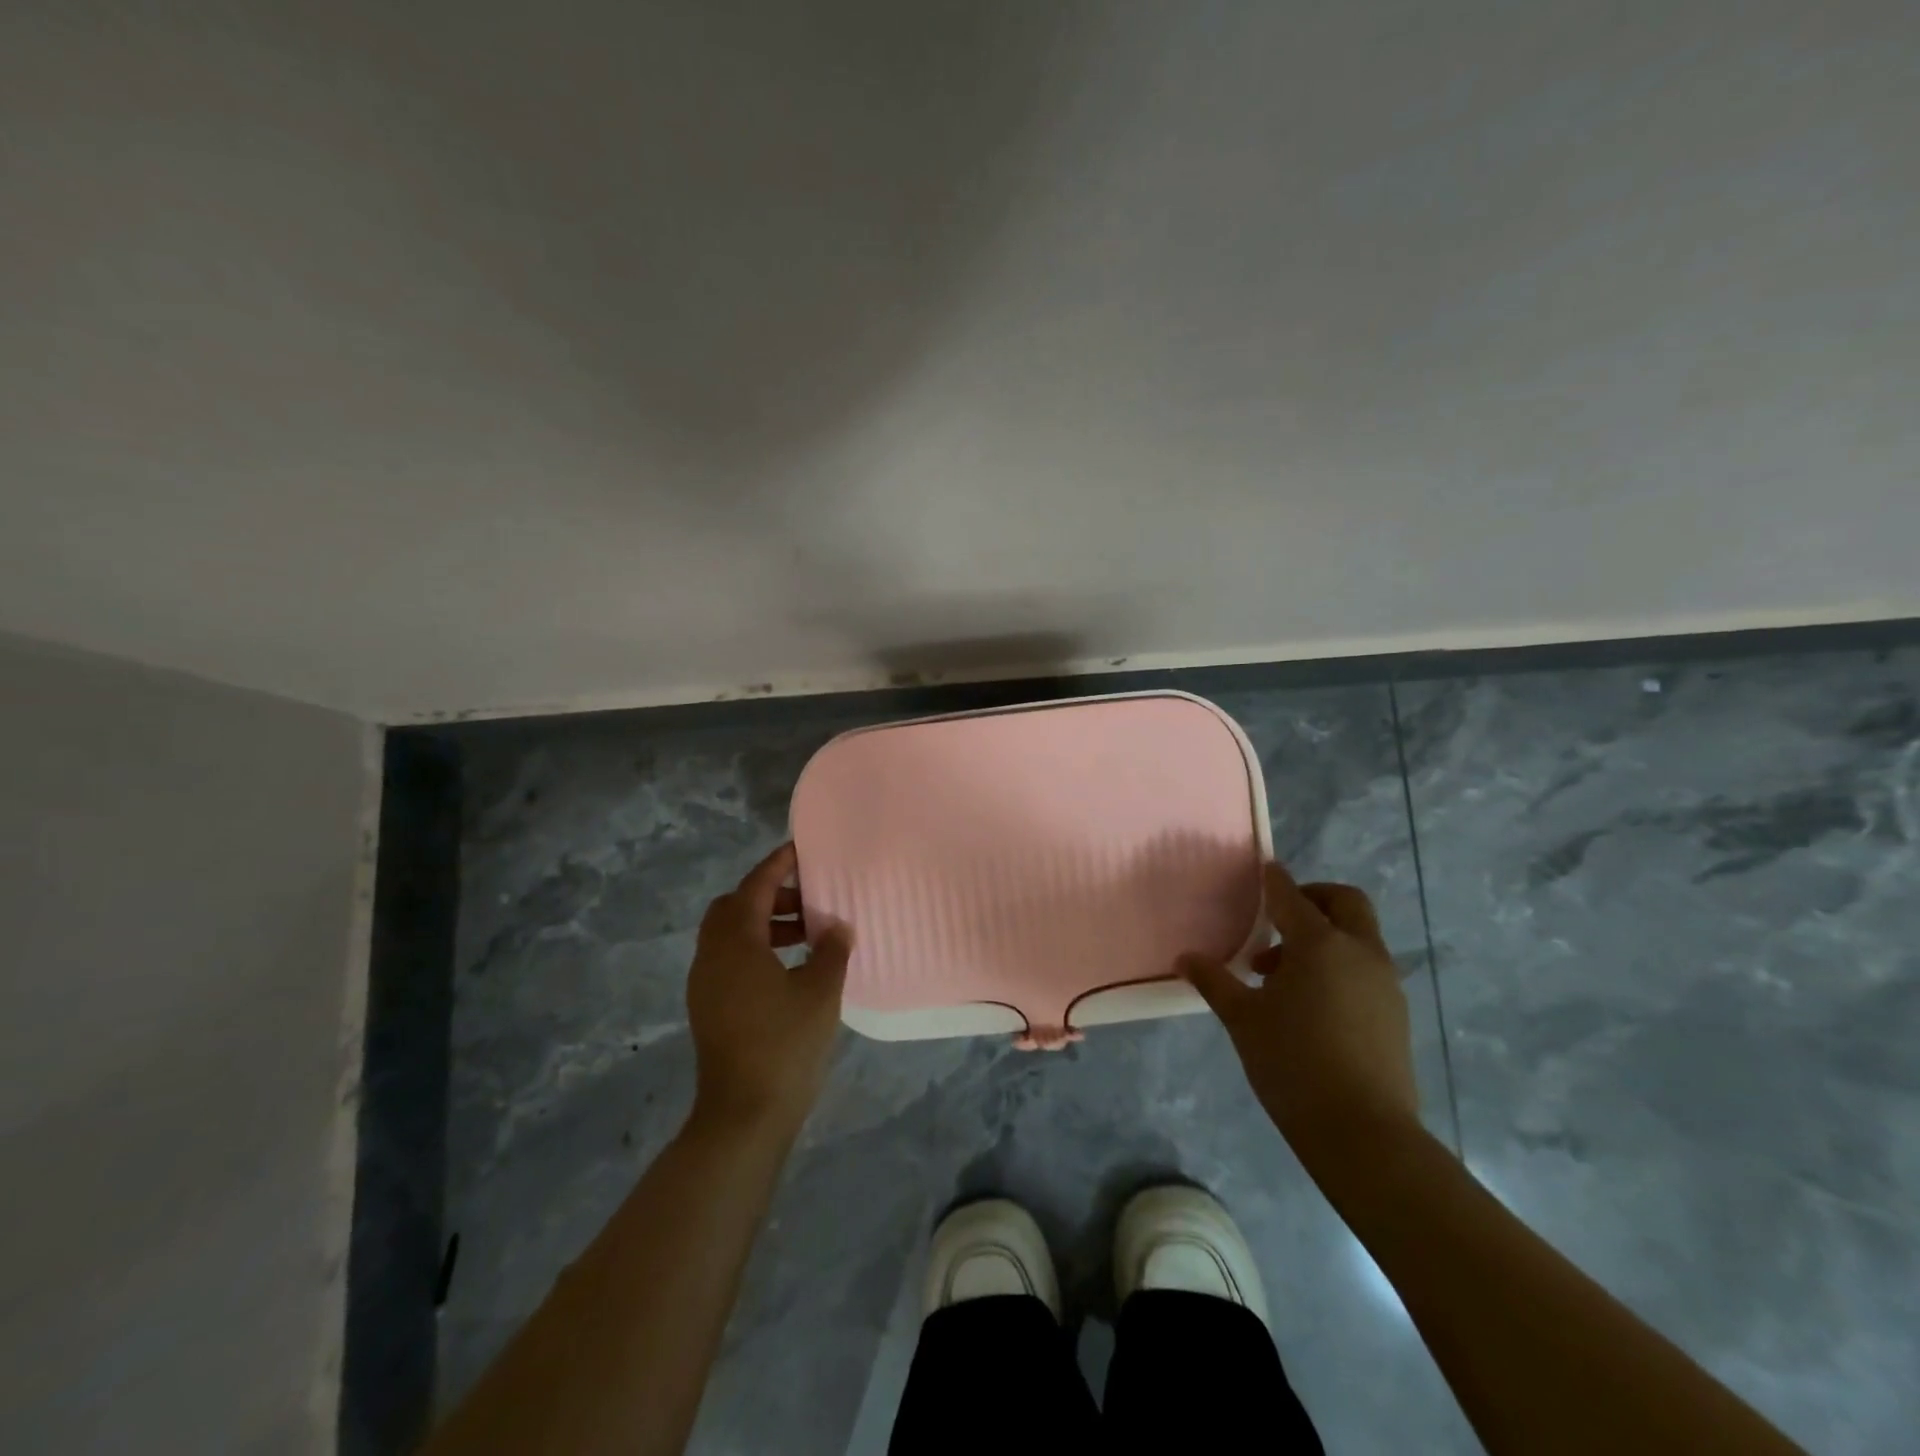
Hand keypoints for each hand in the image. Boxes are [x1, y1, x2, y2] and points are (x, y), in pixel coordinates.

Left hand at [685, 843, 852, 1134]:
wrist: (743, 1114)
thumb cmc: (784, 1045)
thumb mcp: (820, 992)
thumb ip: (831, 950)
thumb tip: (837, 927)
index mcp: (736, 943)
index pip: (754, 887)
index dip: (777, 865)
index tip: (799, 851)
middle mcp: (712, 956)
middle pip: (734, 907)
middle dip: (769, 895)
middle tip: (807, 900)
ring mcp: (706, 984)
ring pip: (730, 935)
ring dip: (764, 924)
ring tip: (807, 935)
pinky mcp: (709, 1007)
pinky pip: (730, 959)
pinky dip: (756, 949)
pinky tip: (789, 968)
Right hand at [1179, 861, 1418, 1161]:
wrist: (1364, 1134)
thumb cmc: (1293, 1064)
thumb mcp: (1242, 1019)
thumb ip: (1214, 981)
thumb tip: (1185, 957)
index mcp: (1320, 944)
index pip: (1291, 896)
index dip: (1274, 880)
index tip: (1263, 869)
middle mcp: (1359, 952)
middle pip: (1344, 902)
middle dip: (1313, 898)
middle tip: (1277, 919)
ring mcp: (1384, 982)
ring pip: (1357, 936)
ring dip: (1323, 936)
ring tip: (1279, 974)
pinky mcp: (1395, 1012)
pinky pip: (1365, 966)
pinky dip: (1339, 964)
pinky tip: (1309, 1002)